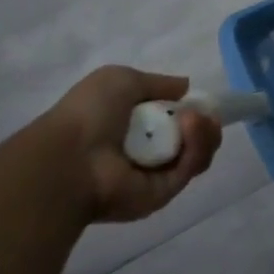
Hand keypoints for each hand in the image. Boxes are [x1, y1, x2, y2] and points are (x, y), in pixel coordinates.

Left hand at [42, 66, 221, 222]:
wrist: (69, 159)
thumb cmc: (88, 114)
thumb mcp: (120, 80)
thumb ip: (158, 83)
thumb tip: (186, 87)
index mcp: (133, 127)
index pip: (174, 120)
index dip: (191, 109)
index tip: (198, 101)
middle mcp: (147, 152)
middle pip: (193, 138)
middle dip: (205, 122)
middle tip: (203, 113)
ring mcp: (156, 174)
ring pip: (198, 153)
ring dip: (203, 131)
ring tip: (192, 118)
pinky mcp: (164, 193)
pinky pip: (190, 167)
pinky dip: (197, 146)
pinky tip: (191, 126)